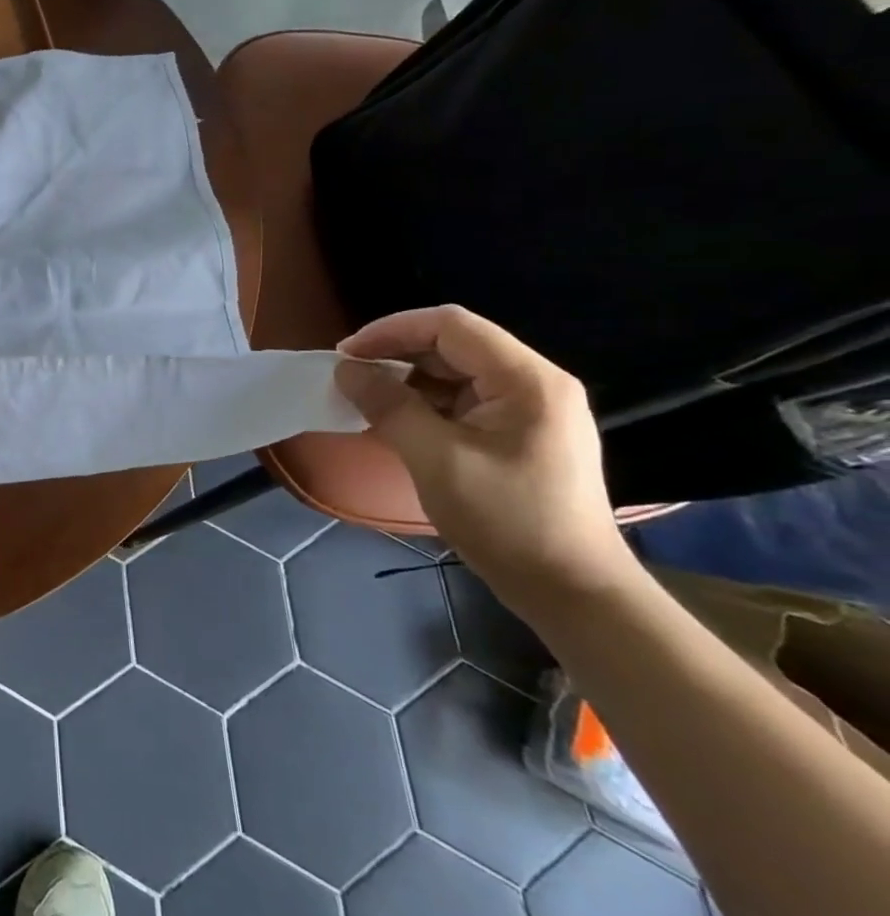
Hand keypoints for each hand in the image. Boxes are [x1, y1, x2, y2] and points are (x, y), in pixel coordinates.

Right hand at [335, 306, 636, 611]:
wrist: (570, 590)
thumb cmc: (505, 520)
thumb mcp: (435, 460)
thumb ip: (388, 406)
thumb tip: (346, 370)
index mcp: (526, 380)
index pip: (450, 326)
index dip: (391, 330)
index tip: (346, 355)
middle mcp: (534, 383)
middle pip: (453, 344)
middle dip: (396, 354)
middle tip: (350, 378)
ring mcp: (530, 409)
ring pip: (455, 372)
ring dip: (407, 380)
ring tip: (366, 400)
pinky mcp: (520, 433)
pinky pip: (463, 400)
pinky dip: (424, 403)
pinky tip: (397, 421)